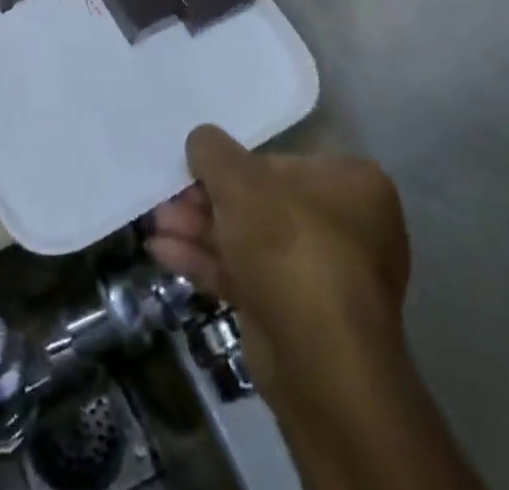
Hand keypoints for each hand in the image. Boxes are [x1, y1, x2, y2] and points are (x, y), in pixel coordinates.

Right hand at [146, 125, 409, 404]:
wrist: (320, 367)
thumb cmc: (290, 248)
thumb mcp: (239, 180)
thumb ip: (213, 150)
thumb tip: (201, 141)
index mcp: (353, 186)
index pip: (283, 159)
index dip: (236, 161)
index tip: (198, 166)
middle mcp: (347, 228)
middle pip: (261, 201)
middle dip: (207, 200)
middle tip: (168, 197)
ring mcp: (323, 276)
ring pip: (250, 240)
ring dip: (200, 229)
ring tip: (155, 222)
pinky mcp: (297, 316)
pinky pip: (248, 275)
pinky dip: (208, 262)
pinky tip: (163, 252)